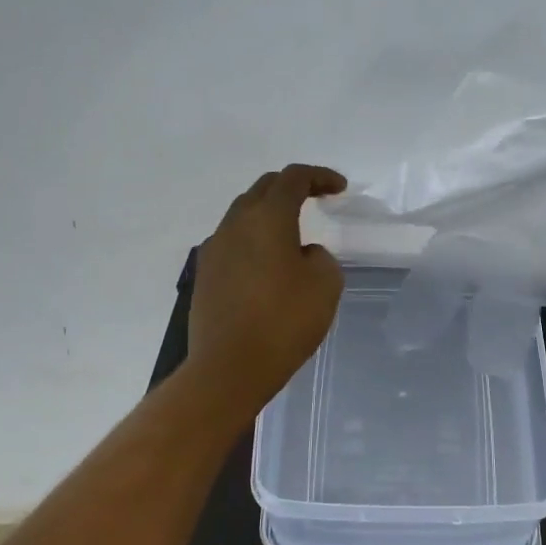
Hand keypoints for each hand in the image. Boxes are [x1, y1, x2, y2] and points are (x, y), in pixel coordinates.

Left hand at [189, 164, 346, 406]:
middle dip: (293, 187)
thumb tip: (303, 254)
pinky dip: (254, 240)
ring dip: (270, 214)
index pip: (294, 178)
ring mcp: (215, 249)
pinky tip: (268, 264)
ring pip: (244, 214)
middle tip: (317, 198)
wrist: (228, 368)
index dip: (320, 176)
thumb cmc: (284, 321)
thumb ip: (321, 257)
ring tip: (293, 233)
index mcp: (268, 218)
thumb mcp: (326, 284)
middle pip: (264, 188)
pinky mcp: (205, 274)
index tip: (340, 189)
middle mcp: (235, 224)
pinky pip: (233, 242)